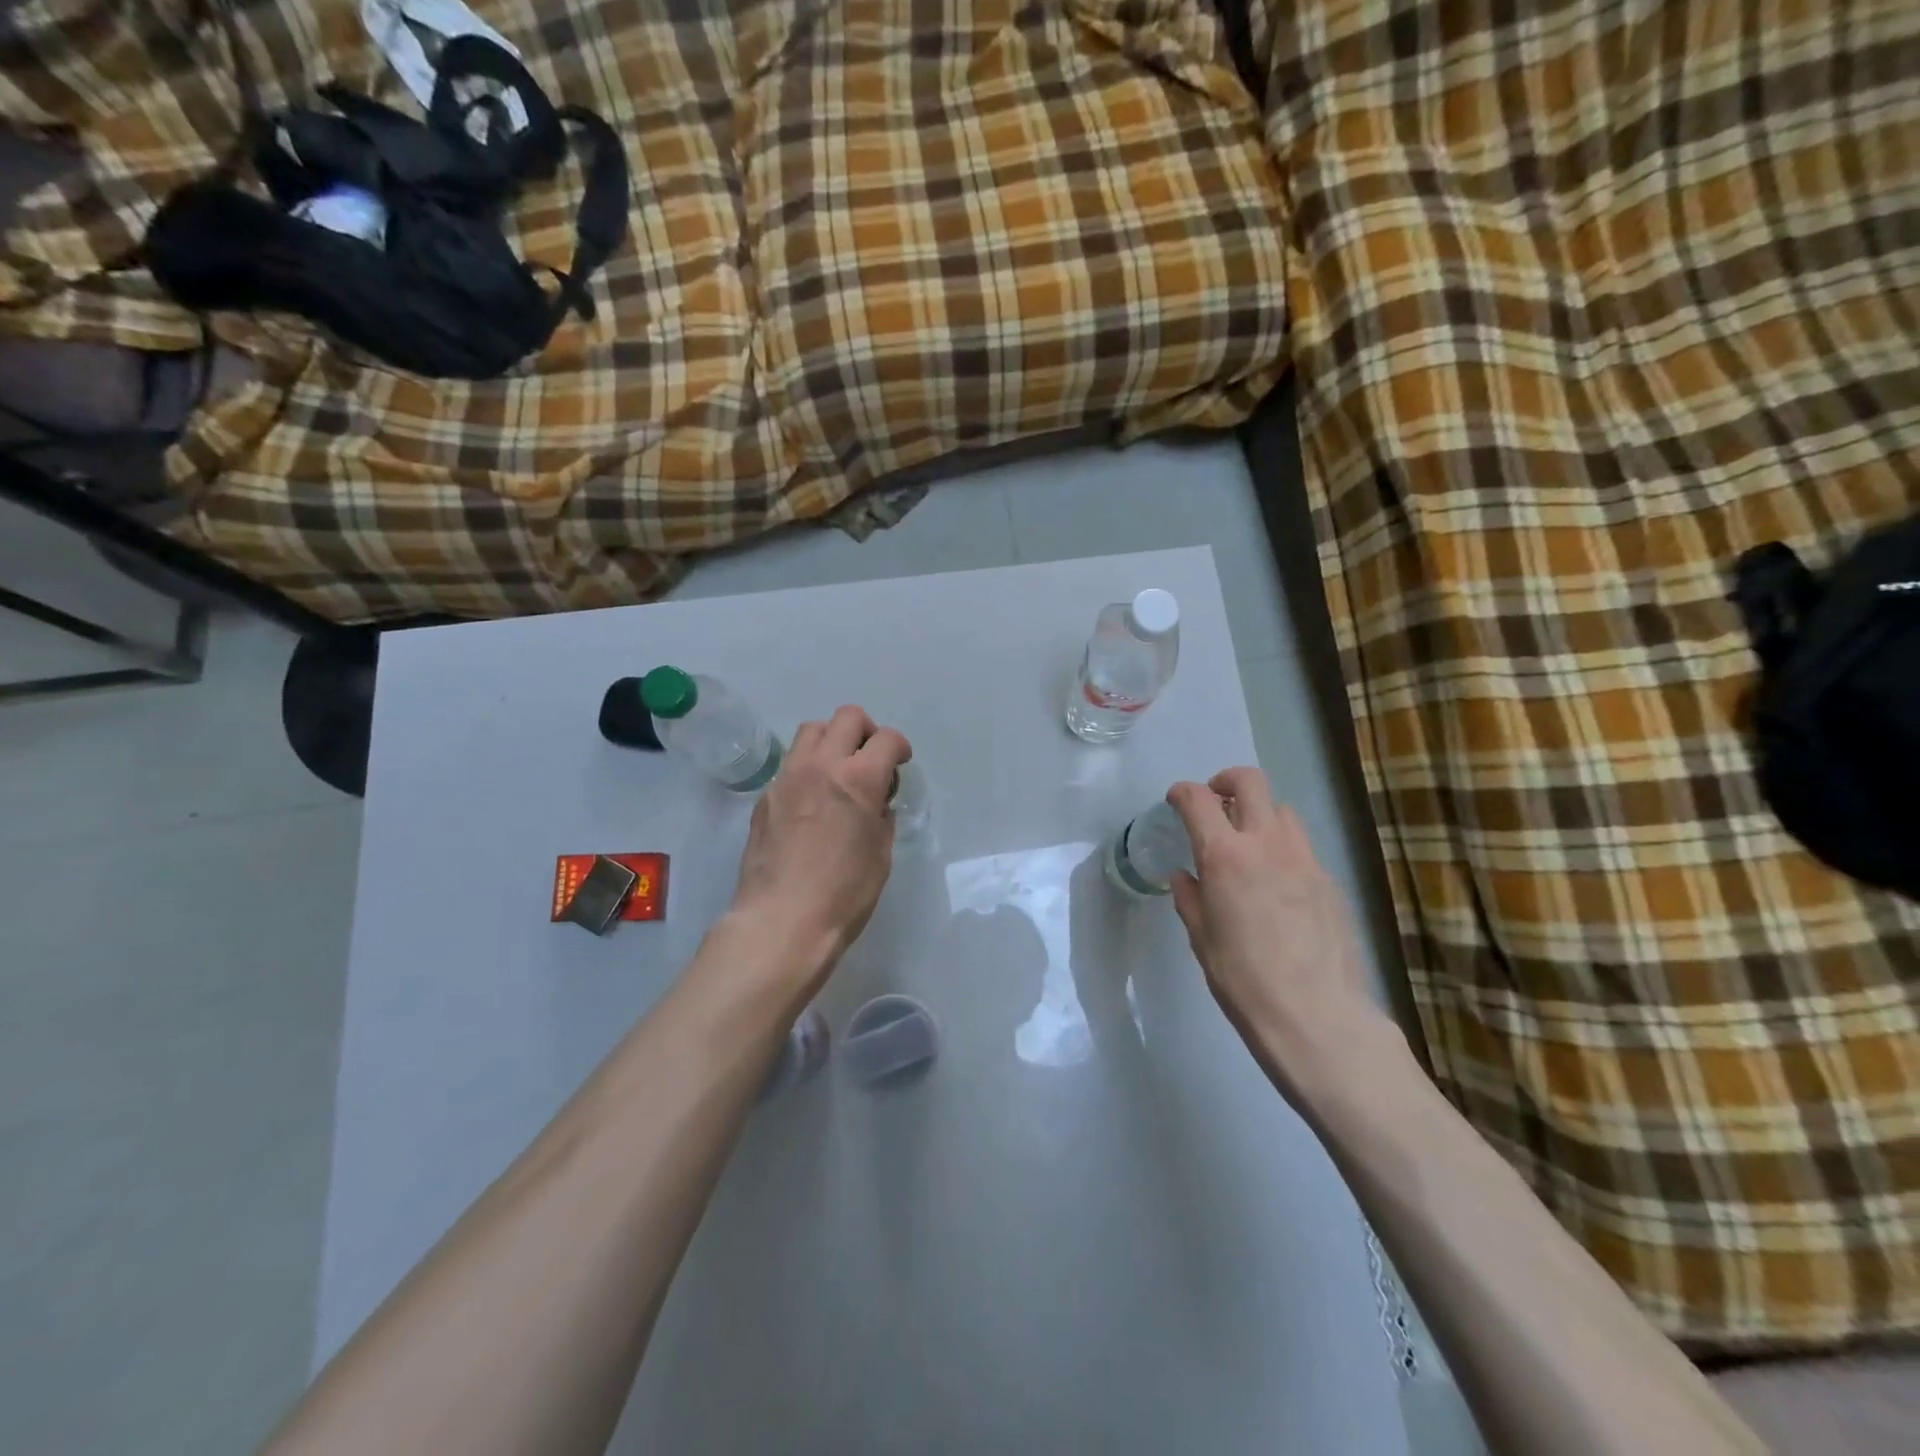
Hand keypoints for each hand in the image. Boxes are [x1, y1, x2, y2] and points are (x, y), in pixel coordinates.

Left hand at [726, 705, 911, 994]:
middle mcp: (821, 766)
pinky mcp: (765, 797)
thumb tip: (874, 804)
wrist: (781, 921)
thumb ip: (880, 817)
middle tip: (869, 761)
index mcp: (858, 779)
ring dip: (831, 742)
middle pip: (847, 718)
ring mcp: (787, 778)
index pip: (886, 739)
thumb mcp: (880, 854)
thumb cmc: (844, 894)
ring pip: (811, 731)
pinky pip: (790, 764)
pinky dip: (807, 769)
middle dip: (865, 732)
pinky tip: (811, 802)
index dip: (899, 747)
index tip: (899, 763)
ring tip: (837, 773)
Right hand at [1165, 767, 1388, 1097]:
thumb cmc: (1243, 980)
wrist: (1317, 1017)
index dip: (1182, 792)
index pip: (1198, 799)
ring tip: (1249, 844)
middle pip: (1250, 781)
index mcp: (1224, 855)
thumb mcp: (1201, 939)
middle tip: (1215, 803)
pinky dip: (1283, 849)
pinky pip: (1302, 847)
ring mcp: (1305, 859)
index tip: (1175, 801)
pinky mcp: (1330, 880)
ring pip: (1282, 810)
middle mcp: (1266, 843)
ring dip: (1259, 815)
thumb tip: (1186, 877)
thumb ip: (1190, 898)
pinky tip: (1278, 885)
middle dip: (1226, 782)